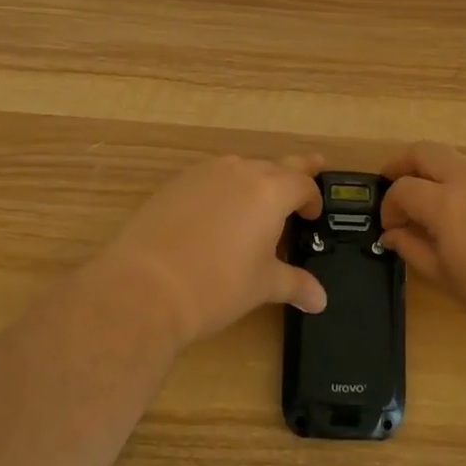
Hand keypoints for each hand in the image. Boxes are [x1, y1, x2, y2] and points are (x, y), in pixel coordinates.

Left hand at [91, 152, 327, 348]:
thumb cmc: (217, 285)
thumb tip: (319, 299)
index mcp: (270, 191)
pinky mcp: (176, 183)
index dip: (313, 199)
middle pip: (276, 166)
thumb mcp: (262, 285)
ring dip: (255, 181)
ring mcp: (205, 174)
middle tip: (311, 168)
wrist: (145, 286)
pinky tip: (215, 217)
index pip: (303, 184)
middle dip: (293, 174)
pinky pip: (211, 178)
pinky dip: (222, 190)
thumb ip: (295, 284)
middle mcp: (240, 171)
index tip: (312, 216)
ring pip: (241, 168)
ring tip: (256, 207)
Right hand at [380, 141, 465, 348]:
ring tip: (434, 207)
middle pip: (426, 152)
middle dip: (403, 164)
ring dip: (436, 174)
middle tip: (394, 187)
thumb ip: (415, 250)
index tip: (391, 227)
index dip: (389, 206)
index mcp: (447, 203)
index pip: (403, 188)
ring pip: (456, 160)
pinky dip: (464, 185)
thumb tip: (393, 235)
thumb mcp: (449, 279)